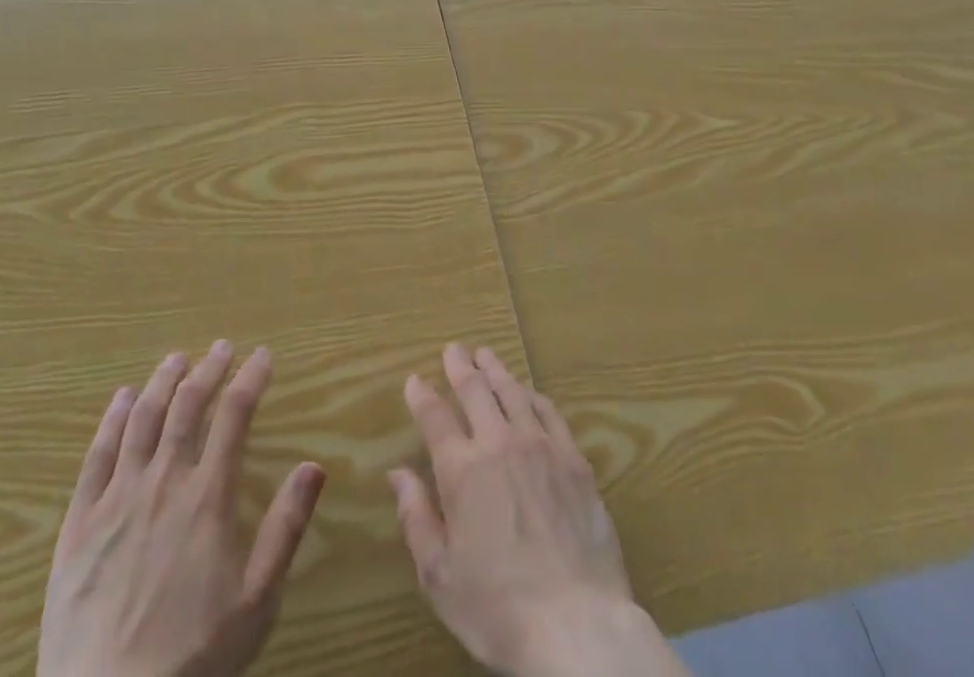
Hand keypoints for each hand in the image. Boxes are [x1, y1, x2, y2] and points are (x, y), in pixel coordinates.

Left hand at [38, 342, 324, 676]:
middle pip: (188, 406)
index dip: (250, 378)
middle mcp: (164, 482)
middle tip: (221, 348)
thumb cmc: (194, 658)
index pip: (235, 416)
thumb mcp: (256, 601)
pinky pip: (97, 455)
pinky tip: (121, 399)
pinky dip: (112, 419)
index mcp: (208, 497)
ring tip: (176, 359)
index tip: (262, 356)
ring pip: (143, 419)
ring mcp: (117, 498)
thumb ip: (285, 528)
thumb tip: (314, 466)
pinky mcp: (79, 523)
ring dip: (162, 382)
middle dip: (208, 369)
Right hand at [389, 345, 684, 676]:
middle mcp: (499, 444)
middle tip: (453, 349)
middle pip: (476, 391)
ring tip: (486, 354)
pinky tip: (529, 393)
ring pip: (513, 392)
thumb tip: (397, 473)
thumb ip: (416, 518)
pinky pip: (550, 413)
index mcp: (461, 470)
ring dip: (496, 370)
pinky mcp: (574, 460)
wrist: (576, 625)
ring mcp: (540, 447)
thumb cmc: (498, 608)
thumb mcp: (440, 576)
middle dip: (460, 366)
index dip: (422, 395)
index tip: (414, 380)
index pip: (435, 418)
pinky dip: (534, 396)